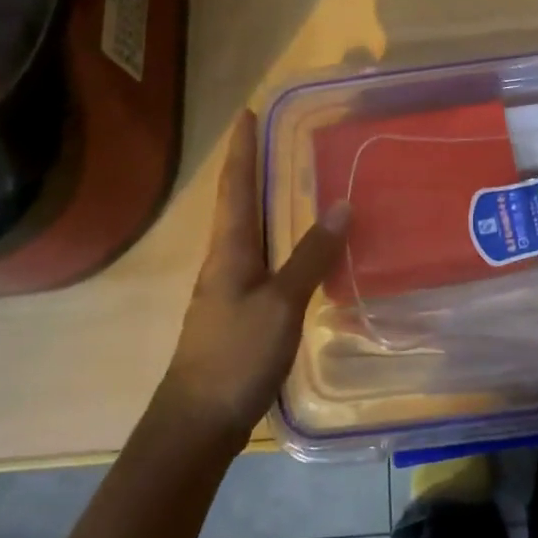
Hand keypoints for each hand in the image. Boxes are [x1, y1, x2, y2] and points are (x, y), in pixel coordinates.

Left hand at [159, 111, 348, 437]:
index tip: (246, 113)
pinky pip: (259, 258)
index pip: (236, 184)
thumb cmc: (236, 355)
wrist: (196, 425)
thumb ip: (311, 255)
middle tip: (275, 138)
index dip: (241, 148)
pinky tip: (293, 246)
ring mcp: (228, 287)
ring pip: (247, 230)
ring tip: (289, 180)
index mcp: (230, 248)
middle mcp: (224, 259)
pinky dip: (275, 237)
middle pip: (237, 201)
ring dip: (262, 200)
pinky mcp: (237, 311)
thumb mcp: (281, 303)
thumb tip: (342, 204)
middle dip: (252, 167)